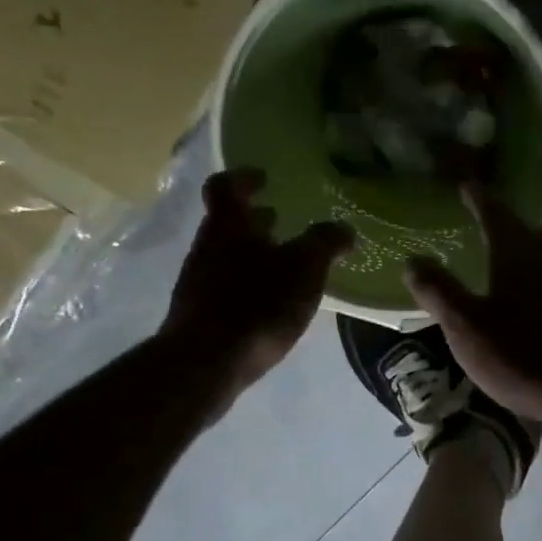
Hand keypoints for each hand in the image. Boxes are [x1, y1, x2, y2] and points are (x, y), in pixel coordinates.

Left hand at [165, 169, 353, 392]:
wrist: (206, 363)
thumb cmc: (256, 304)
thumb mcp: (304, 269)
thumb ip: (325, 243)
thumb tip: (344, 228)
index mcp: (228, 226)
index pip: (226, 186)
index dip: (245, 177)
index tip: (265, 178)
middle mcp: (206, 247)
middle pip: (227, 223)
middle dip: (255, 221)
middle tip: (282, 221)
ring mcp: (198, 282)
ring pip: (227, 256)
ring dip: (253, 254)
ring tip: (285, 266)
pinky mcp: (199, 315)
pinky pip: (226, 287)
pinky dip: (248, 284)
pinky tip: (270, 303)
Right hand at [404, 186, 541, 427]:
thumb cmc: (526, 356)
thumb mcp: (468, 329)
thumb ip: (439, 292)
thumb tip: (413, 259)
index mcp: (518, 254)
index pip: (494, 213)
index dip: (478, 198)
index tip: (467, 185)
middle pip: (528, 232)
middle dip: (507, 227)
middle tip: (489, 227)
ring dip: (532, 254)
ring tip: (516, 263)